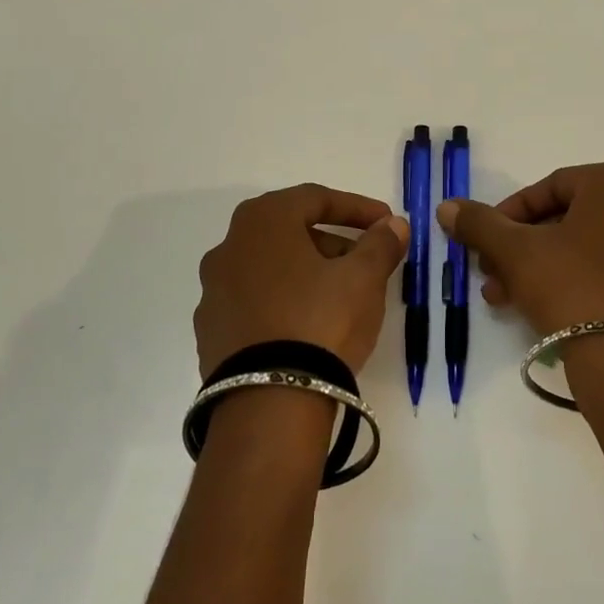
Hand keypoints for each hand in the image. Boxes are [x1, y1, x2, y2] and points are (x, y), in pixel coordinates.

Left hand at [195, 184, 408, 377]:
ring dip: (306, 272)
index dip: (356, 208)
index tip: (386, 223)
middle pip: (290, 232)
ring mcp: (213, 291)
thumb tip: (394, 225)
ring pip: (270, 267)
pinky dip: (282, 303)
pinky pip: (254, 303)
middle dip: (332, 242)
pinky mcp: (210, 332)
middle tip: (365, 261)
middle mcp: (229, 247)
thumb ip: (380, 244)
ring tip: (340, 297)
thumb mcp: (363, 278)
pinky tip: (307, 327)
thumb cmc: (320, 322)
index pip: (315, 198)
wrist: (267, 405)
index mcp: (263, 221)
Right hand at [437, 162, 603, 338]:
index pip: (549, 187)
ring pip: (583, 247)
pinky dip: (571, 280)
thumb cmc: (571, 287)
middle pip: (565, 218)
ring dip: (538, 266)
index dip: (508, 214)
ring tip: (504, 296)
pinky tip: (537, 308)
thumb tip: (446, 206)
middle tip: (490, 271)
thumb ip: (479, 223)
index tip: (485, 241)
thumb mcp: (515, 251)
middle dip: (520, 246)